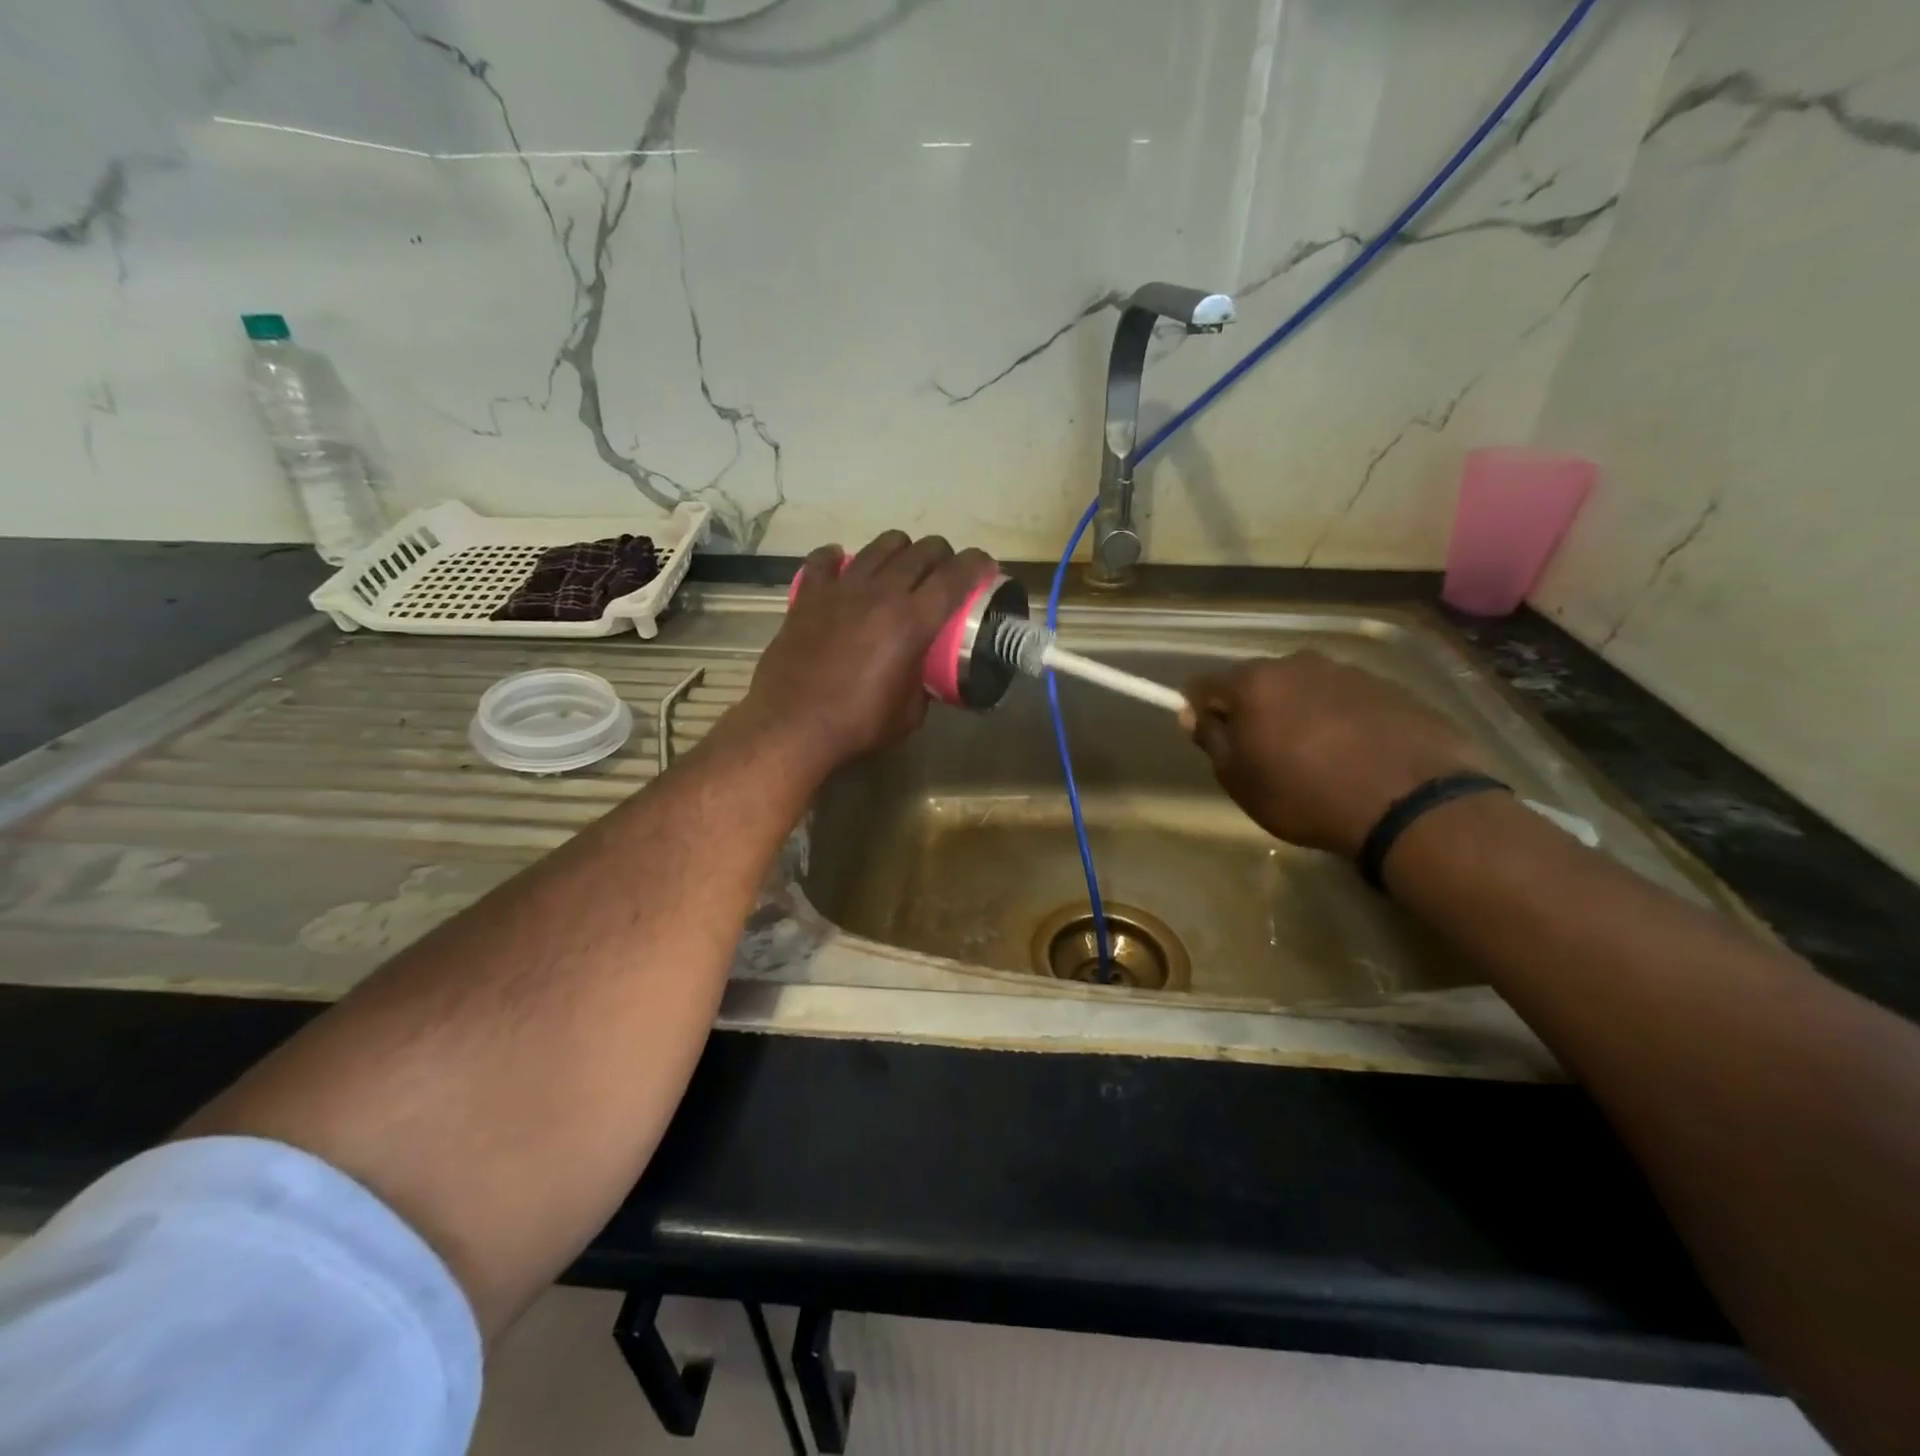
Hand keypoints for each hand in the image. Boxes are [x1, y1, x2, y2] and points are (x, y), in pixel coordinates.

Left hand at [741, 531, 994, 773]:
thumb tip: (922, 672)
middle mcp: (881, 593)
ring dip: (900, 551)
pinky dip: (838, 558)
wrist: (792, 726)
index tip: (984, 568)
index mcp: (912, 621)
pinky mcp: (808, 595)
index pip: (956, 575)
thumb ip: (923, 682)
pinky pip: (825, 560)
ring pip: (880, 545)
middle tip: (943, 575)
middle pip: (923, 550)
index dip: (977, 564)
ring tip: (900, 569)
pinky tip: (843, 566)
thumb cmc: (857, 724)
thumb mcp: (911, 713)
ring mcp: (841, 589)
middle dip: (942, 556)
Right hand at [1181, 651, 1486, 857]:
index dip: (1199, 709)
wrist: (1410, 802)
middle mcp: (1299, 663)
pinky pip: (1347, 701)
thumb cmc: (1305, 794)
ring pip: (1305, 688)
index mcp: (1254, 682)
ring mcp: (1349, 672)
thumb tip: (1193, 714)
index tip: (1209, 737)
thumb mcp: (1240, 779)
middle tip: (1264, 753)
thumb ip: (1211, 740)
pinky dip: (1340, 720)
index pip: (1204, 684)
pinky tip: (1354, 755)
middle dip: (1253, 709)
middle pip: (1259, 682)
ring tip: (1316, 757)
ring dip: (1299, 713)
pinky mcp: (1392, 689)